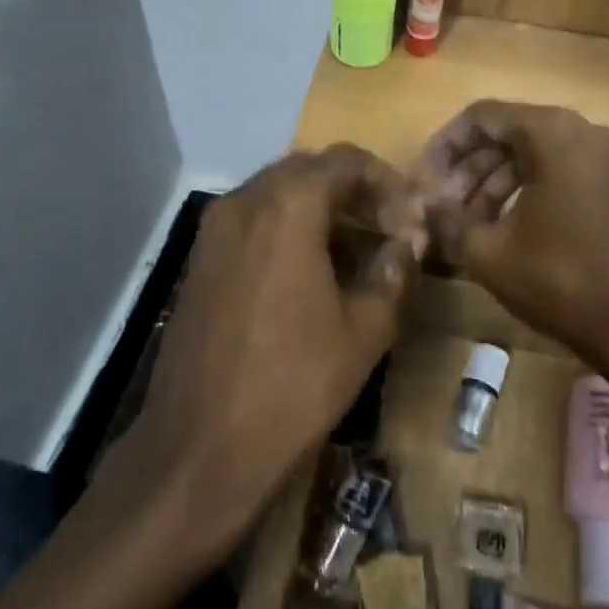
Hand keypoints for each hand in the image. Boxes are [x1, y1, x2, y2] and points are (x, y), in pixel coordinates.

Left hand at [129, 146, 425, 555]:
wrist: (200, 447)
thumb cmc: (294, 385)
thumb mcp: (364, 330)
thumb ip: (393, 271)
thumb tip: (408, 241)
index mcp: (287, 207)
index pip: (344, 161)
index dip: (384, 180)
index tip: (409, 216)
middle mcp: (243, 203)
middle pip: (307, 171)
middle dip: (352, 193)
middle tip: (387, 230)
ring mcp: (213, 231)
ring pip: (277, 196)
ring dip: (319, 211)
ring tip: (356, 253)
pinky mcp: (199, 261)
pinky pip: (252, 223)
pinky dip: (287, 230)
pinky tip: (311, 273)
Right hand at [417, 101, 608, 417]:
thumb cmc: (562, 280)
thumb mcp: (489, 252)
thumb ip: (447, 220)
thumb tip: (422, 205)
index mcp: (553, 133)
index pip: (482, 117)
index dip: (444, 146)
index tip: (421, 181)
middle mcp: (583, 133)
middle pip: (508, 135)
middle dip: (466, 169)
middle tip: (438, 207)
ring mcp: (604, 161)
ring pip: (531, 157)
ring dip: (490, 185)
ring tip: (460, 224)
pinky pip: (556, 175)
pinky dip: (521, 194)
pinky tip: (497, 229)